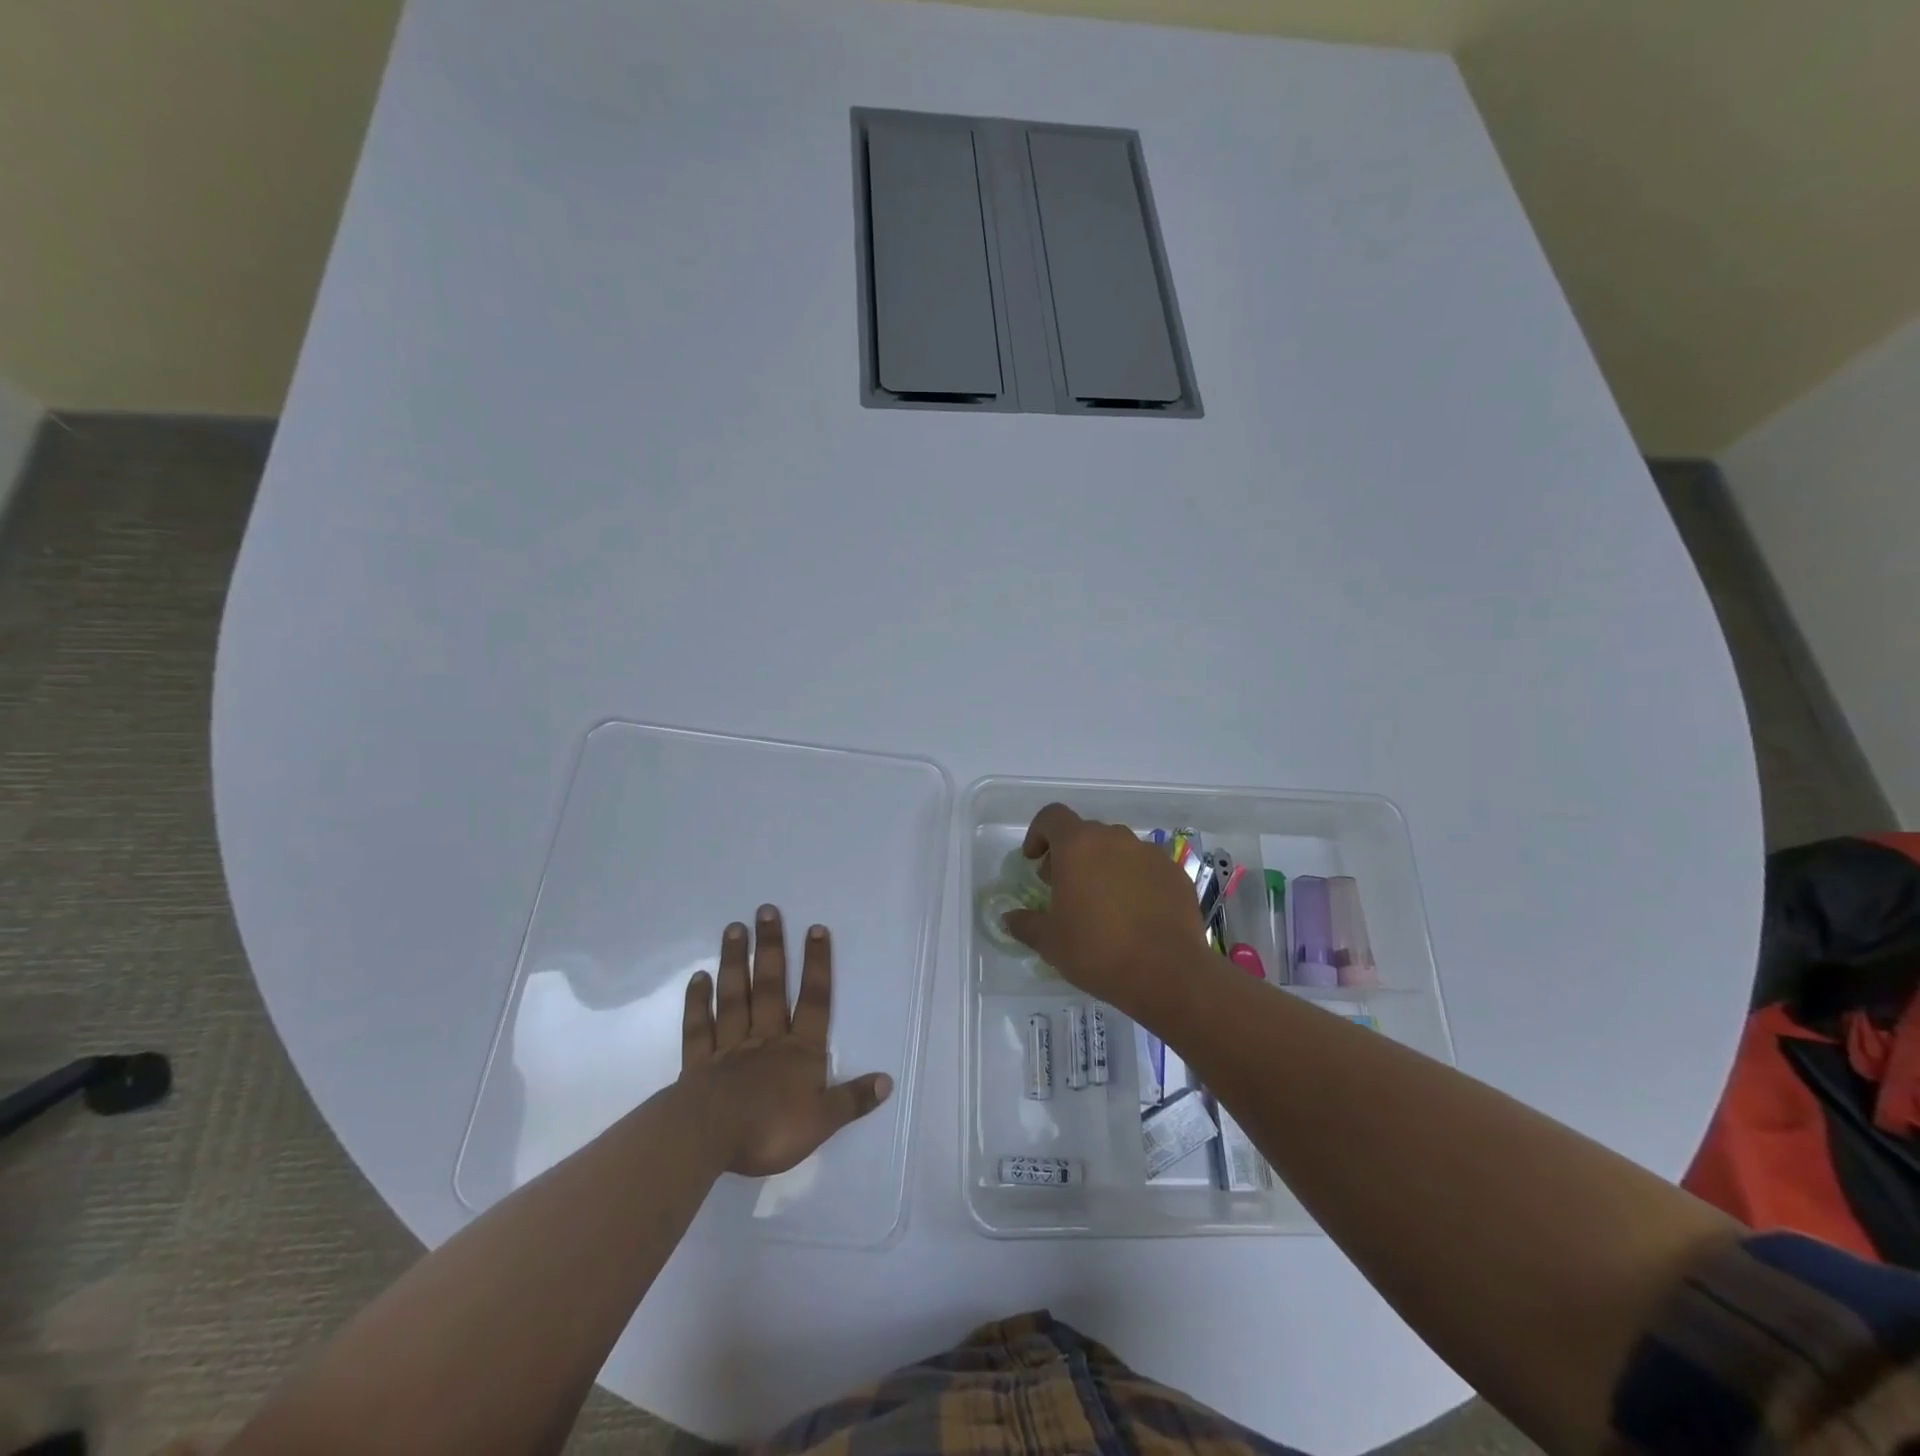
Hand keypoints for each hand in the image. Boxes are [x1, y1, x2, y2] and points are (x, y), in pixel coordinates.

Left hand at [680, 906, 891, 1176]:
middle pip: (771, 987)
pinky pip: (700, 1027)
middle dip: (772, 948)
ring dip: (735, 962)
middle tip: (766, 910)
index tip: (815, 929)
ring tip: (734, 928)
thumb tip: (887, 1081)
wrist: (710, 1139)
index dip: (817, 965)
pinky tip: (698, 977)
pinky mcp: (699, 1064)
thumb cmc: (770, 1129)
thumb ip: (853, 1099)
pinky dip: (698, 1002)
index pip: (814, 1001)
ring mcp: (730, 1047)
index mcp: (799, 1052)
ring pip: (734, 997)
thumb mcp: (823, 1121)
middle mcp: (766, 1039)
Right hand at [1003, 804, 1204, 1019]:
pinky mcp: (1175, 873)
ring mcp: (1150, 854)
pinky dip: (1134, 880)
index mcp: (1078, 846)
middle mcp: (1115, 839)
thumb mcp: (1050, 942)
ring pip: (1118, 849)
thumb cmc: (1097, 951)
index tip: (1034, 860)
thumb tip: (1009, 918)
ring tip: (1101, 902)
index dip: (1038, 833)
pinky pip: (1146, 867)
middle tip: (1063, 887)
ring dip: (1103, 865)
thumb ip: (1026, 924)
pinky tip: (1134, 914)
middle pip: (1085, 833)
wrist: (1167, 973)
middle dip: (1070, 854)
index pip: (1052, 817)